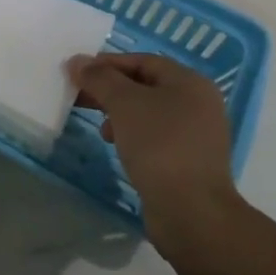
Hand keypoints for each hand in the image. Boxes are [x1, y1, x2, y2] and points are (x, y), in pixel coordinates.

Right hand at [66, 52, 245, 252]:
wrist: (192, 213)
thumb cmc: (159, 146)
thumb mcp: (124, 103)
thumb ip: (99, 78)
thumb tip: (77, 61)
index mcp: (190, 83)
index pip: (142, 61)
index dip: (108, 64)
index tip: (78, 73)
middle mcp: (199, 104)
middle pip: (145, 86)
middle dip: (111, 90)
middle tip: (81, 97)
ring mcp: (197, 135)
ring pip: (149, 113)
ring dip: (120, 114)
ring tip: (101, 129)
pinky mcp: (189, 162)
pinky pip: (155, 137)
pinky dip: (133, 136)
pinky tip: (118, 147)